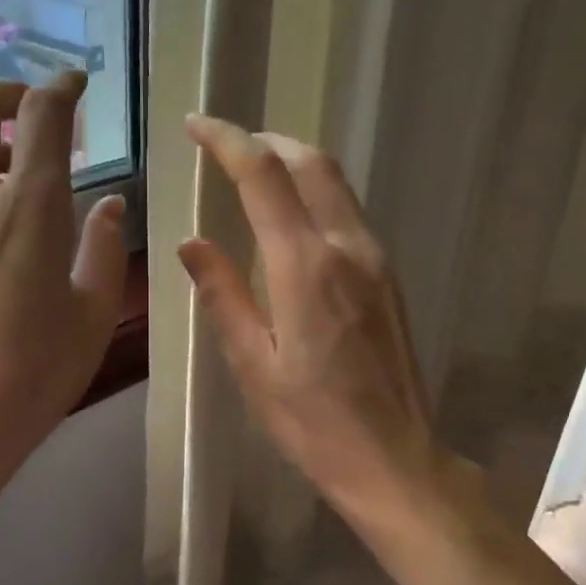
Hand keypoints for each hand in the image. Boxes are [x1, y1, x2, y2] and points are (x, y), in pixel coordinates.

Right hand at [179, 116, 441, 522]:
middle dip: (267, 142)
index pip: (265, 177)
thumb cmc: (312, 423)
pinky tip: (293, 222)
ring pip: (336, 185)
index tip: (196, 126)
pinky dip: (317, 197)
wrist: (393, 459)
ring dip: (295, 165)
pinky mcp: (389, 279)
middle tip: (226, 146)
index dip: (228, 141)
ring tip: (255, 175)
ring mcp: (377, 261)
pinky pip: (350, 215)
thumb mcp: (253, 365)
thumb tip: (192, 243)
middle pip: (312, 164)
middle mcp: (348, 248)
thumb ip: (223, 296)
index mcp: (306, 267)